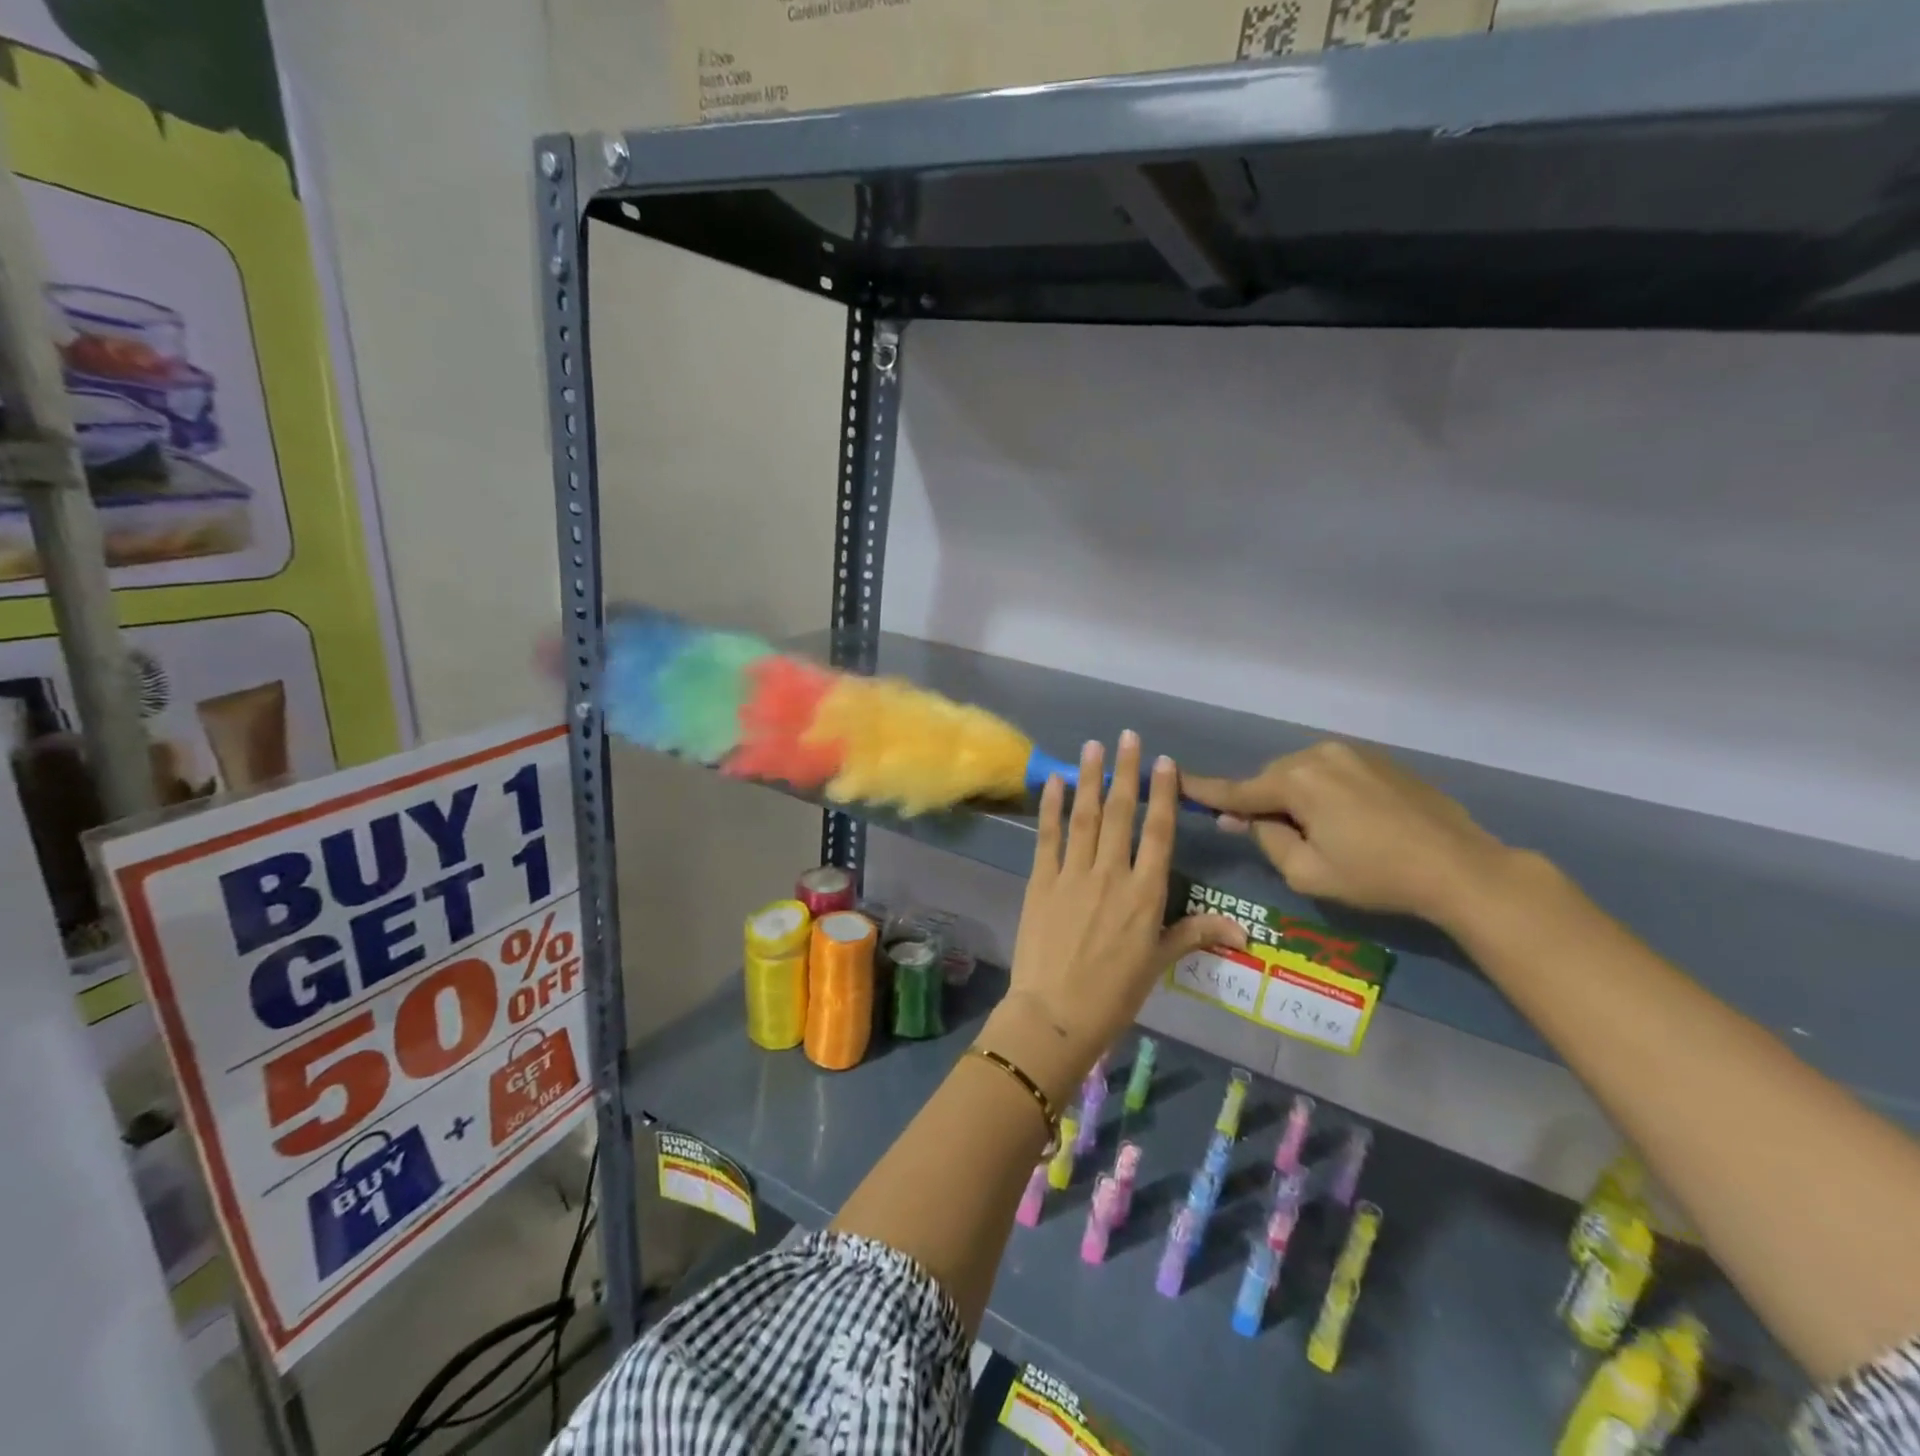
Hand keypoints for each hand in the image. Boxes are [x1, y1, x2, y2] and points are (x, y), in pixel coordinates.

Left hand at [979, 733, 1244, 1103]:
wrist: (1057, 1013)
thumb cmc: (1114, 993)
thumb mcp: (1158, 962)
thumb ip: (1195, 935)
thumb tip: (1244, 932)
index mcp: (1145, 894)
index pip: (1159, 833)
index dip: (1163, 794)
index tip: (1164, 762)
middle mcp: (1112, 874)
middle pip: (1122, 814)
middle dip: (1126, 772)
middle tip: (1128, 736)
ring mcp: (1073, 874)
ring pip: (1086, 816)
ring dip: (1090, 778)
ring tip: (1093, 745)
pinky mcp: (1041, 880)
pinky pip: (1048, 836)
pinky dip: (1051, 807)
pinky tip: (1055, 781)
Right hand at [1183, 742, 1511, 926]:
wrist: (1461, 867)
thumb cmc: (1376, 875)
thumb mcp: (1307, 872)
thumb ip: (1267, 839)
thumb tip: (1246, 819)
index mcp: (1296, 781)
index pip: (1237, 790)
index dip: (1203, 790)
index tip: (1173, 779)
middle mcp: (1319, 755)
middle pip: (1271, 779)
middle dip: (1263, 803)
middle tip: (1267, 835)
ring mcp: (1353, 753)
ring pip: (1302, 774)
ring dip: (1296, 798)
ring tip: (1318, 833)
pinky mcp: (1380, 761)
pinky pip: (1332, 772)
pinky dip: (1324, 793)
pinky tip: (1348, 822)